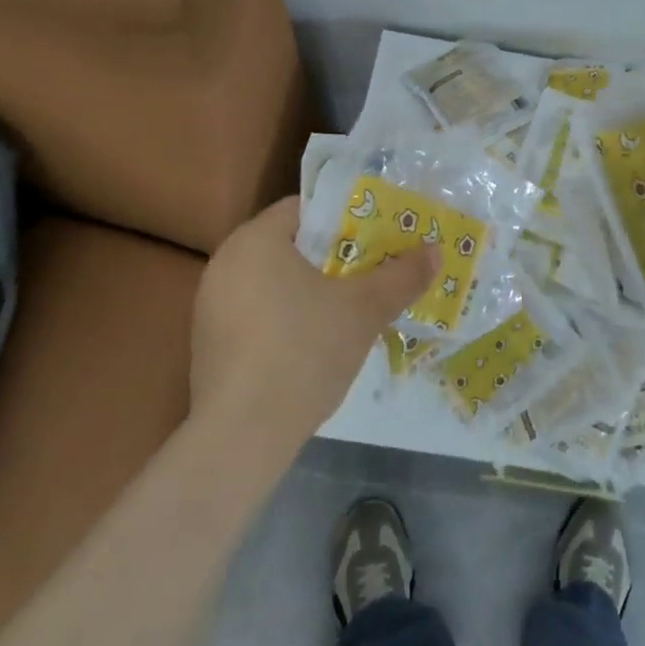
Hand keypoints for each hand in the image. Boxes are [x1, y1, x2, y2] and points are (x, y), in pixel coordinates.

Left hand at [188, 196, 436, 448]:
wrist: (241, 437)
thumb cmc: (303, 351)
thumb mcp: (364, 310)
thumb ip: (401, 276)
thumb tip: (435, 251)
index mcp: (255, 240)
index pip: (305, 209)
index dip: (346, 218)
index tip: (377, 236)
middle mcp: (225, 262)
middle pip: (290, 244)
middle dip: (334, 256)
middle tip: (373, 269)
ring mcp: (211, 305)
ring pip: (274, 281)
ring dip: (311, 289)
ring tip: (352, 306)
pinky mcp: (209, 343)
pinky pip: (257, 312)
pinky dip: (287, 317)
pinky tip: (315, 343)